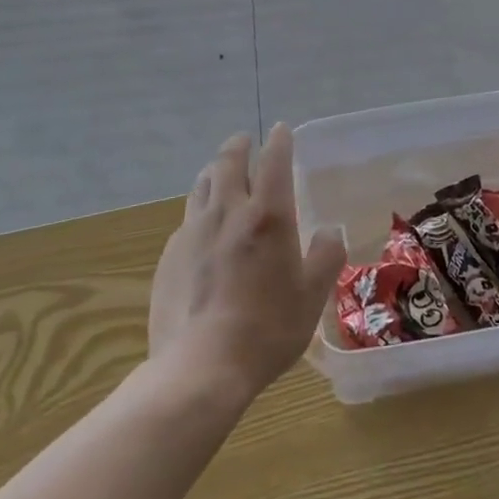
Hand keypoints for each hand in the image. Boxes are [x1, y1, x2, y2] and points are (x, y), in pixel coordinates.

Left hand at [149, 126, 345, 403]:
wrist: (201, 367)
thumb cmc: (267, 329)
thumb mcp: (312, 296)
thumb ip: (326, 256)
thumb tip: (330, 231)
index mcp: (267, 215)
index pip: (274, 161)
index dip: (279, 141)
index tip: (281, 130)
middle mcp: (227, 212)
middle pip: (228, 161)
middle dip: (239, 146)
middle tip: (245, 141)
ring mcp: (193, 231)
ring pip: (202, 185)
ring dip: (214, 172)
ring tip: (220, 174)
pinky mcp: (169, 255)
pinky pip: (187, 219)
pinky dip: (199, 211)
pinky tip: (203, 229)